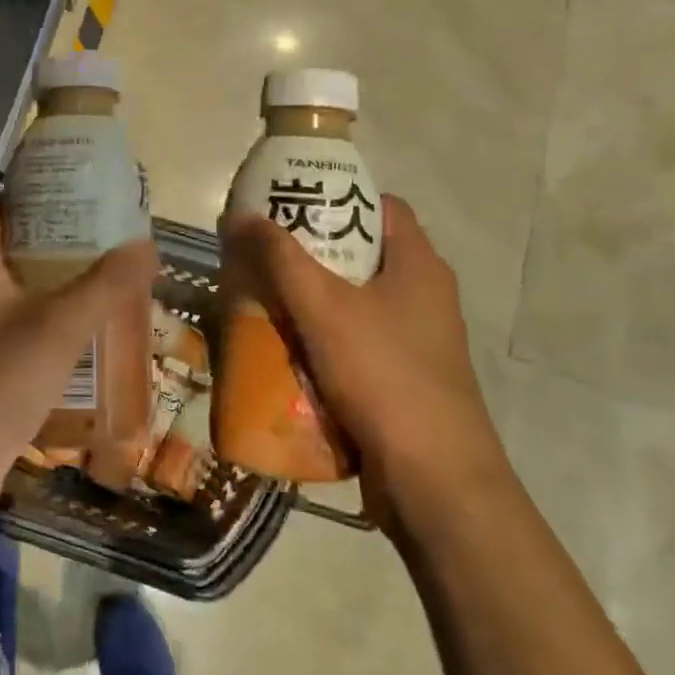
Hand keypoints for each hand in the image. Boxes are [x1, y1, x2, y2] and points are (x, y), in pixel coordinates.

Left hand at [0, 203, 157, 491]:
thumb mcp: (59, 325)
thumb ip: (105, 284)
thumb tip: (147, 244)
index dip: (32, 194)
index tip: (78, 190)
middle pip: (16, 252)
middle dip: (61, 244)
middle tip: (110, 237)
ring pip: (24, 295)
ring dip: (62, 287)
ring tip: (111, 278)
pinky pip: (27, 332)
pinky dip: (56, 326)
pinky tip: (92, 334)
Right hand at [220, 195, 508, 526]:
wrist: (433, 477)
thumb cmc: (382, 374)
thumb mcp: (323, 308)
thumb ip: (280, 259)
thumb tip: (241, 216)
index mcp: (419, 264)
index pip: (382, 206)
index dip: (338, 197)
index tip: (292, 205)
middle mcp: (426, 295)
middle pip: (364, 254)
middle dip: (314, 252)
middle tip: (266, 253)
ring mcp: (420, 340)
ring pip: (358, 301)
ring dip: (315, 298)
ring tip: (267, 298)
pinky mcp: (406, 376)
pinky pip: (359, 340)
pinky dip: (326, 337)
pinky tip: (289, 349)